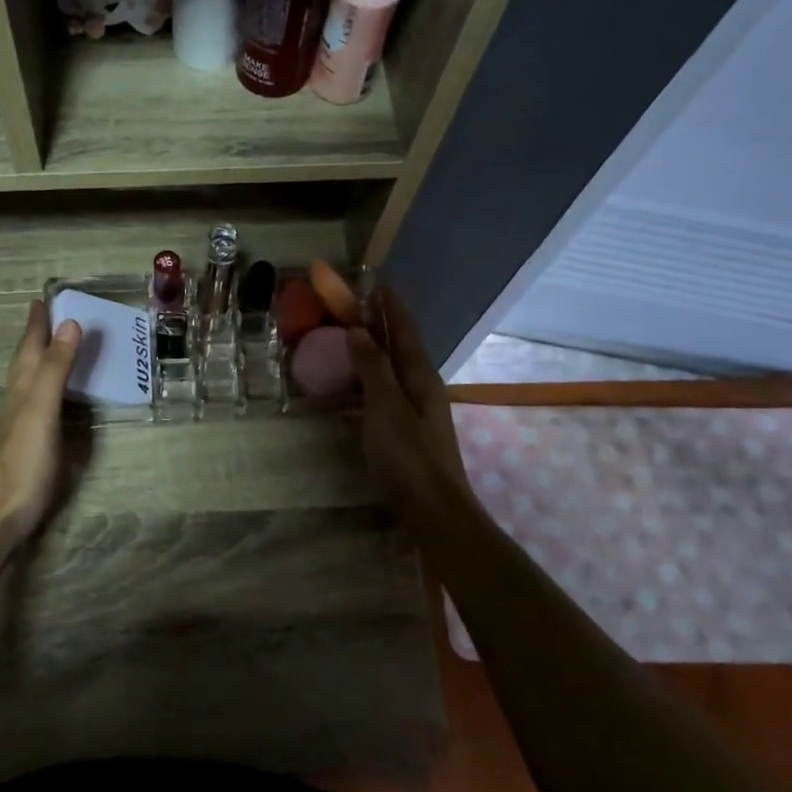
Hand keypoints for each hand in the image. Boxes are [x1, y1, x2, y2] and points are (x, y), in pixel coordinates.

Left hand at [0, 300, 82, 547]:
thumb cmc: (22, 461)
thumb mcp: (41, 409)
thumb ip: (55, 368)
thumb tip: (70, 323)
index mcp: (21, 387)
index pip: (30, 345)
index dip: (37, 322)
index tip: (43, 298)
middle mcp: (18, 399)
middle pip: (27, 360)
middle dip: (39, 336)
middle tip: (54, 315)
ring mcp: (21, 423)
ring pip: (31, 380)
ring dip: (45, 360)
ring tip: (60, 346)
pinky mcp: (30, 444)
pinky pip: (42, 403)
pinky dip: (51, 388)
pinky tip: (58, 397)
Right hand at [347, 288, 476, 523]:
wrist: (435, 510)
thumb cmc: (408, 456)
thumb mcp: (385, 407)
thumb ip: (373, 368)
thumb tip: (359, 330)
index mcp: (420, 376)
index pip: (405, 330)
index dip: (392, 306)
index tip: (378, 282)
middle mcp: (423, 386)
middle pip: (403, 345)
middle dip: (385, 322)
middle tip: (361, 303)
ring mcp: (418, 409)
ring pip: (397, 366)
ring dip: (379, 346)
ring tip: (357, 333)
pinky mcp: (409, 428)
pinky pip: (389, 387)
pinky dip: (374, 373)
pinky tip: (362, 380)